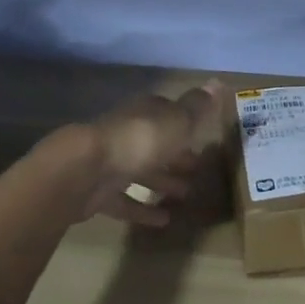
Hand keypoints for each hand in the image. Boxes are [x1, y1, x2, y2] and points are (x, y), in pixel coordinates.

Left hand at [60, 80, 225, 227]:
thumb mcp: (178, 121)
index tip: (203, 137)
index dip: (186, 124)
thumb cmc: (139, 140)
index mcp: (146, 113)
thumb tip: (218, 82)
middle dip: (176, 155)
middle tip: (198, 169)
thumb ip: (197, 106)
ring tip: (186, 196)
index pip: (168, 113)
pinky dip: (143, 210)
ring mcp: (111, 163)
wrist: (86, 170)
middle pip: (156, 143)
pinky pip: (126, 201)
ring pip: (142, 171)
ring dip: (163, 182)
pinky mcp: (99, 193)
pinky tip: (163, 221)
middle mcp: (128, 133)